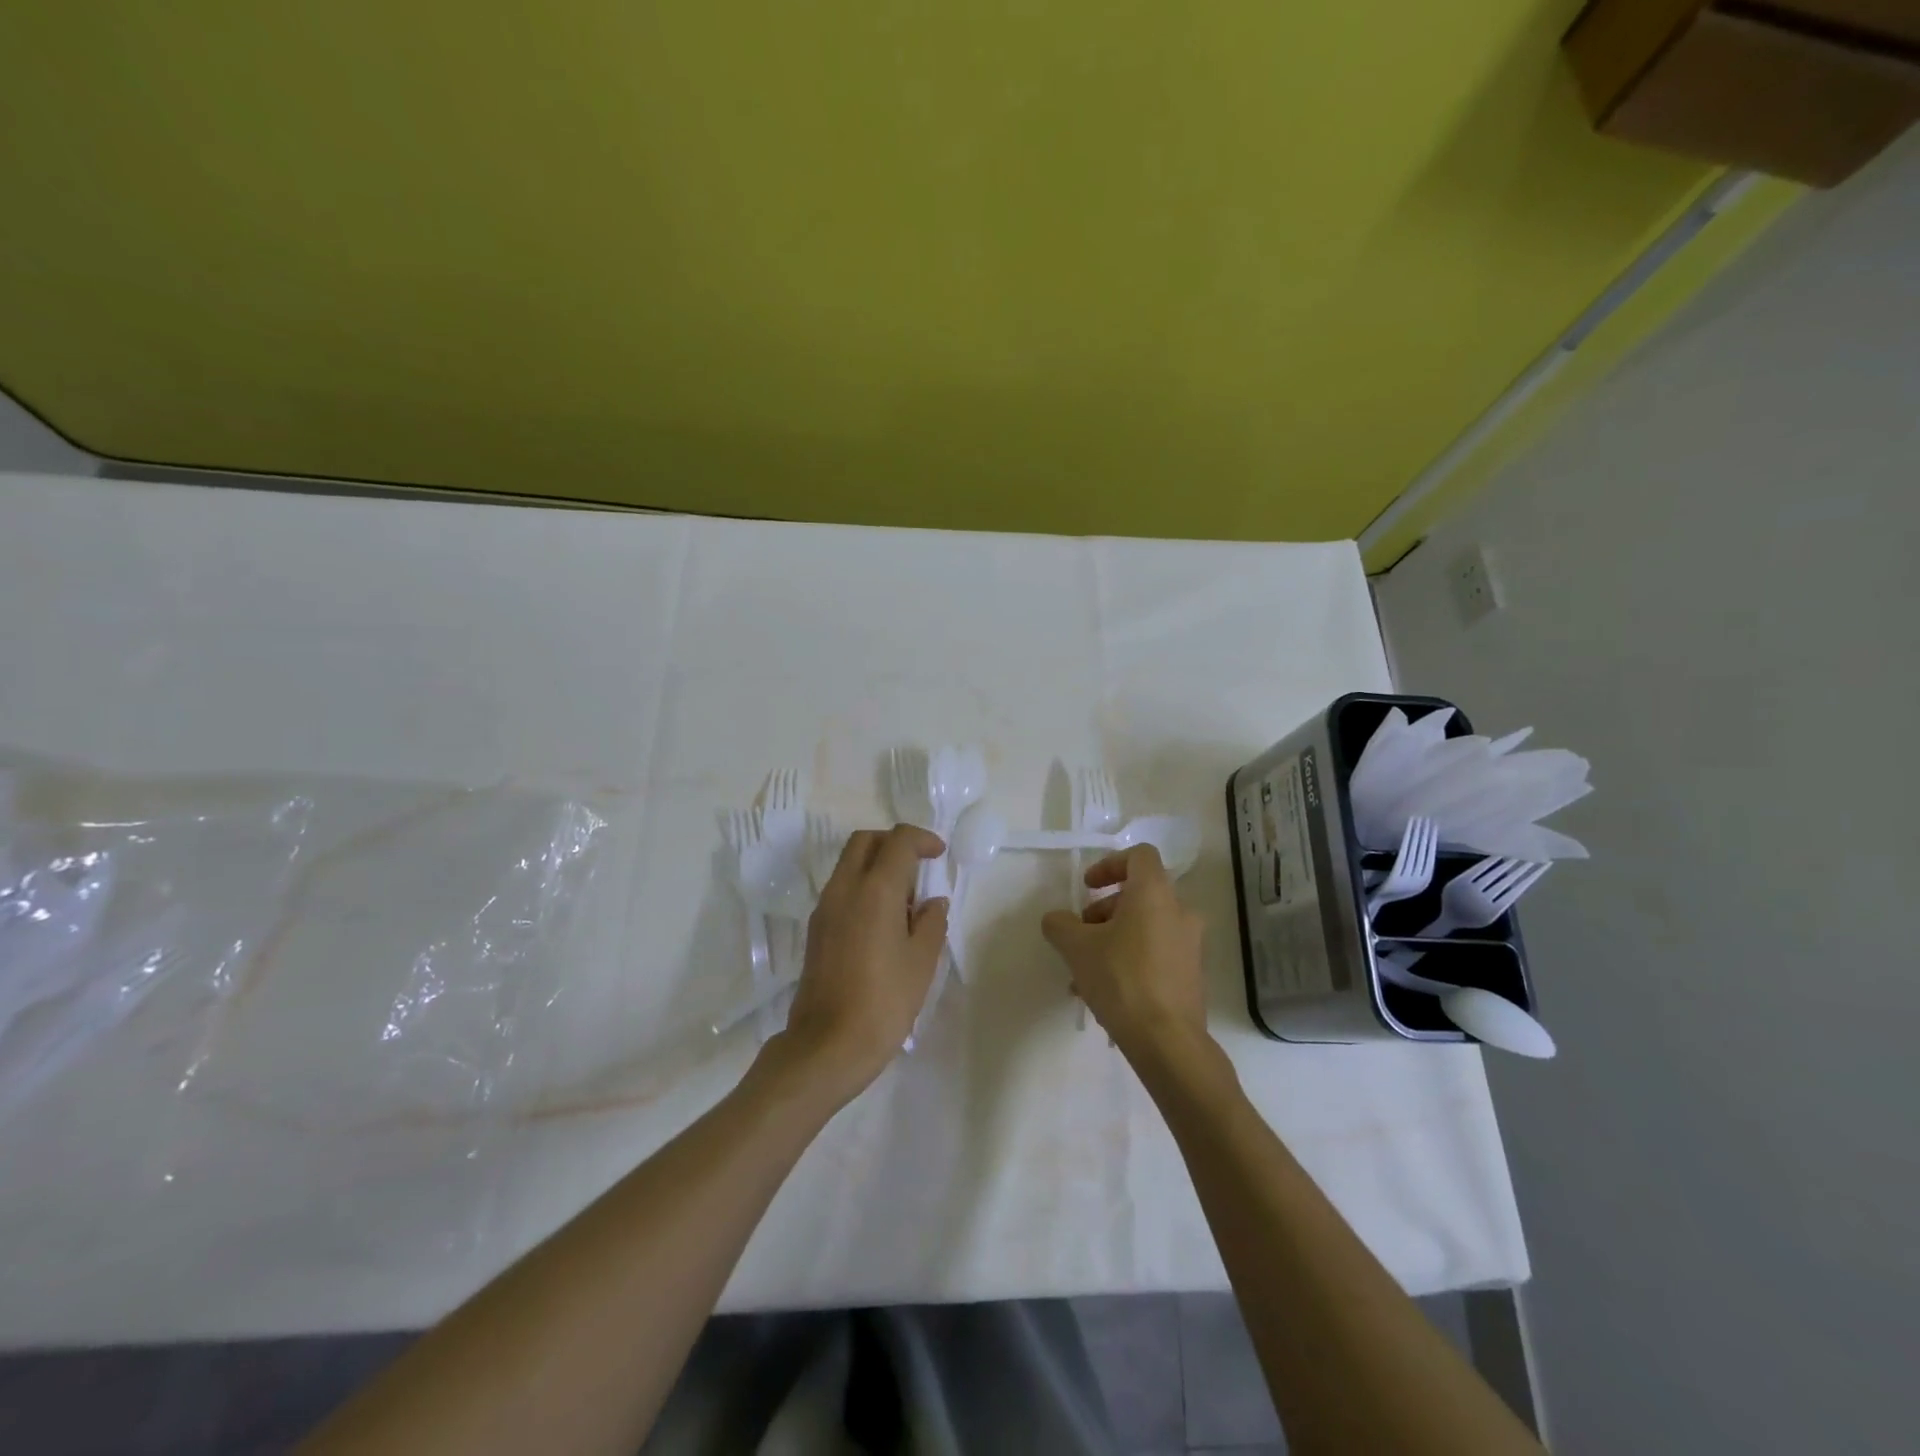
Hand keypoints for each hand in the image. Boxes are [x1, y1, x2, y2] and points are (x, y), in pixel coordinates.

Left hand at [776, 824, 948, 1098]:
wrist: (827, 1046)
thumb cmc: (884, 1002)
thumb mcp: (921, 962)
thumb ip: (931, 923)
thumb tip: (932, 903)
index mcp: (875, 890)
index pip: (898, 841)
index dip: (922, 839)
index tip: (939, 854)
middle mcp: (844, 889)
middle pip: (865, 841)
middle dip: (894, 842)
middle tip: (919, 865)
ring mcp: (825, 908)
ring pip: (849, 863)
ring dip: (877, 864)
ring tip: (905, 900)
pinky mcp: (816, 929)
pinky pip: (841, 888)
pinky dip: (863, 886)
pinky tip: (883, 921)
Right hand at [1041, 845, 1207, 1059]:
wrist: (1167, 1041)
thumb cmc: (1121, 979)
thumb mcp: (1077, 948)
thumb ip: (1060, 925)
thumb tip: (1056, 920)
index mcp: (1154, 893)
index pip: (1139, 855)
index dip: (1110, 864)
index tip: (1088, 887)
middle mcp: (1179, 912)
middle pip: (1138, 894)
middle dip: (1104, 910)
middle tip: (1080, 934)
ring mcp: (1189, 944)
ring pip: (1144, 927)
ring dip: (1112, 938)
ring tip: (1083, 971)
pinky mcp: (1190, 974)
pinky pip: (1155, 953)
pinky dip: (1129, 959)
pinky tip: (1103, 991)